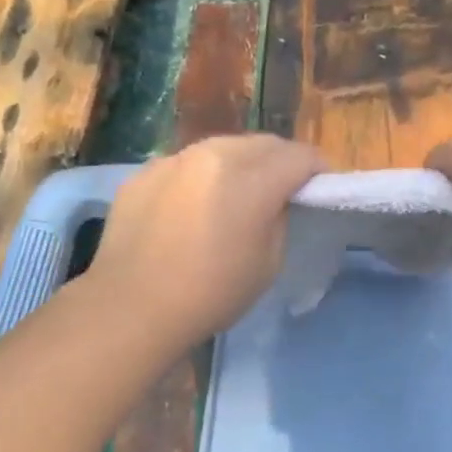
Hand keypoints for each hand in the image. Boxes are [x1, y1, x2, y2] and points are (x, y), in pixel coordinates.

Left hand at [85, 135, 325, 348]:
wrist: (131, 307)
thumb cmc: (211, 293)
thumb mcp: (268, 263)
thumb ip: (279, 219)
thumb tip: (275, 201)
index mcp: (250, 177)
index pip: (299, 156)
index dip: (318, 170)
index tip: (320, 189)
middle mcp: (212, 154)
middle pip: (262, 143)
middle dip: (281, 161)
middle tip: (284, 189)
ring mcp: (173, 160)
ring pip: (221, 148)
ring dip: (241, 164)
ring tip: (239, 193)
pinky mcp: (143, 173)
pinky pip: (185, 165)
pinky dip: (201, 178)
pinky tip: (194, 207)